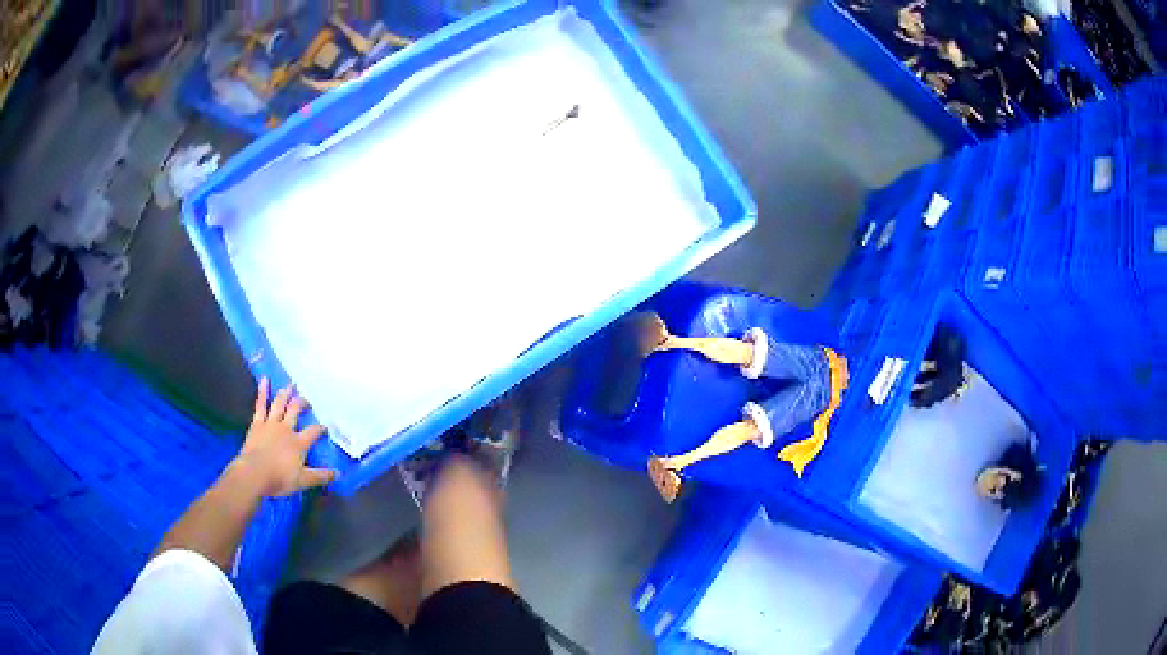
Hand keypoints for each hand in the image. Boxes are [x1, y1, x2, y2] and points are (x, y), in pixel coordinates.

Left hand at [232, 378, 336, 497]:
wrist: (254, 473)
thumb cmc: (279, 478)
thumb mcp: (303, 481)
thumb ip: (320, 476)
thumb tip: (338, 474)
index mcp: (298, 443)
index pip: (313, 431)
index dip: (320, 428)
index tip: (325, 426)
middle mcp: (286, 429)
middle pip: (295, 411)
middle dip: (302, 404)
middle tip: (307, 399)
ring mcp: (271, 424)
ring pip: (280, 404)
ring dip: (286, 393)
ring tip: (291, 384)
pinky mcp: (257, 423)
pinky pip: (261, 405)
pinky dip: (263, 392)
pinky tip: (265, 379)